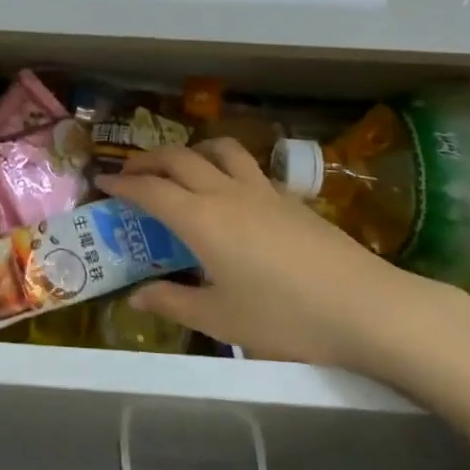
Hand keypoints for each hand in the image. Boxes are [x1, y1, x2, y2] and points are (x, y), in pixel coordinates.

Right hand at [93, 138, 469, 379]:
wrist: (366, 306)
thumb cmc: (286, 318)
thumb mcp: (221, 320)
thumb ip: (173, 303)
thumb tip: (136, 297)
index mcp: (200, 219)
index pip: (150, 189)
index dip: (123, 183)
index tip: (103, 183)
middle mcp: (225, 193)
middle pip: (178, 158)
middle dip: (147, 159)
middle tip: (130, 171)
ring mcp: (261, 190)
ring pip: (217, 149)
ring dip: (190, 151)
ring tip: (179, 168)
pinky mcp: (289, 196)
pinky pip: (246, 166)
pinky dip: (224, 165)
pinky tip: (229, 190)